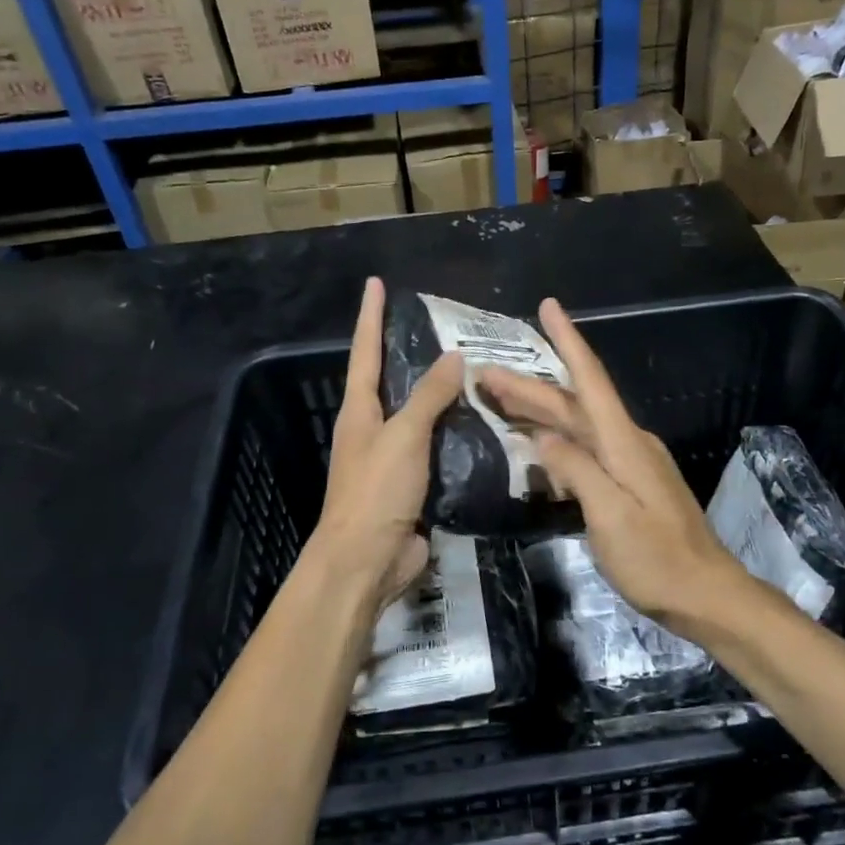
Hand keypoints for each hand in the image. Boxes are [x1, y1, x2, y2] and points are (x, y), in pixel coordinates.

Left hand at [304, 278, 464, 619]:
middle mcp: (373, 429)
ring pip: (420, 417)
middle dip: (412, 354)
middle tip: (447, 327)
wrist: (367, 561)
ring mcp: (392, 458)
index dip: (371, 316)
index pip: (365, 351)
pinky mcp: (414, 485)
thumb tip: (454, 357)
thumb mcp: (404, 435)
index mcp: (360, 411)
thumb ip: (429, 396)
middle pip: (392, 382)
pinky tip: (485, 424)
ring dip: (443, 396)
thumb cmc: (376, 491)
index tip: (376, 283)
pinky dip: (458, 435)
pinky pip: (438, 450)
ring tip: (478, 371)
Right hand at [478, 299, 742, 632]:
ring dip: (540, 411)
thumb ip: (575, 470)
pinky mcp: (630, 483)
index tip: (548, 306)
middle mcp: (627, 442)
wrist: (705, 594)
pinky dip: (557, 440)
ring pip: (578, 426)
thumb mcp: (609, 515)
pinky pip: (586, 449)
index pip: (589, 380)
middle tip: (485, 374)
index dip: (568, 340)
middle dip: (530, 386)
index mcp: (623, 443)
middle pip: (574, 404)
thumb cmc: (656, 558)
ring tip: (499, 400)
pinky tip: (536, 446)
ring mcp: (631, 463)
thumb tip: (542, 436)